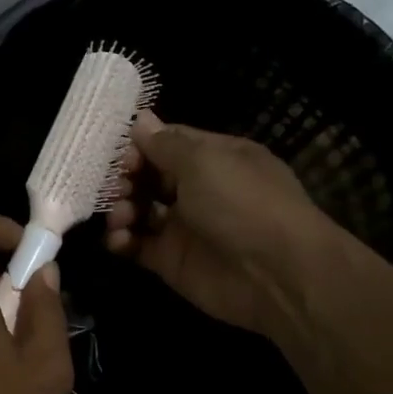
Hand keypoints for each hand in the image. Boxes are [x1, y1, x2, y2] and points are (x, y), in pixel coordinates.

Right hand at [105, 110, 333, 334]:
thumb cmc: (242, 203)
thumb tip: (141, 119)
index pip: (167, 143)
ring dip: (121, 209)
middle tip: (116, 189)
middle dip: (125, 179)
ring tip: (120, 217)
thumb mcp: (204, 161)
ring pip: (139, 210)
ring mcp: (184, 226)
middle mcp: (199, 189)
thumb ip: (165, 143)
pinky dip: (122, 241)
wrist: (276, 274)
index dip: (139, 146)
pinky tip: (120, 240)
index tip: (121, 157)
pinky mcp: (171, 260)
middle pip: (148, 176)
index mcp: (214, 158)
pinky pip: (137, 245)